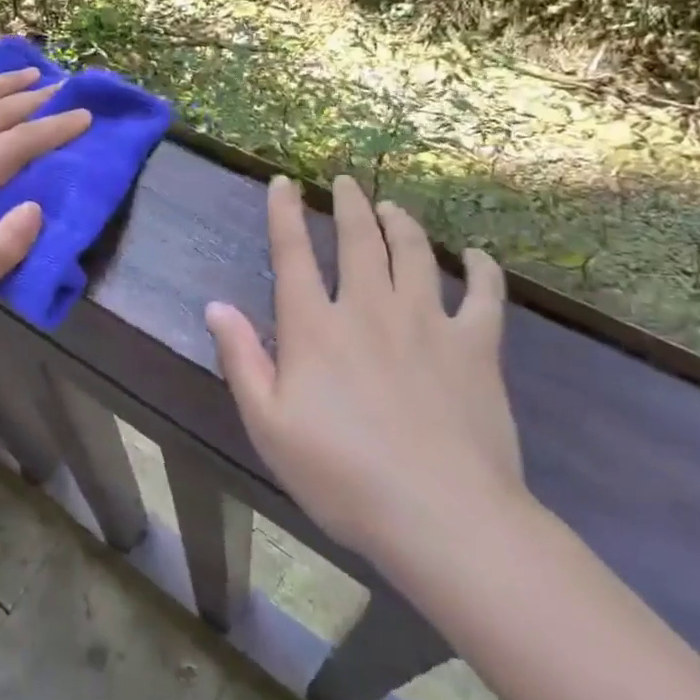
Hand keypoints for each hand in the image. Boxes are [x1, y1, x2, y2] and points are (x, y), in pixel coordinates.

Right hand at [205, 175, 527, 565]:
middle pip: (359, 239)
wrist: (442, 517)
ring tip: (392, 207)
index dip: (285, 213)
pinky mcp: (476, 347)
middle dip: (349, 204)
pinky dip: (481, 269)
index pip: (293, 254)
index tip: (283, 183)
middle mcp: (370, 308)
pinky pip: (483, 294)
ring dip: (401, 222)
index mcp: (316, 327)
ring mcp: (428, 322)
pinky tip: (476, 257)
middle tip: (345, 182)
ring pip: (415, 253)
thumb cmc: (343, 476)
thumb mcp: (268, 426)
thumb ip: (241, 359)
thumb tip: (216, 306)